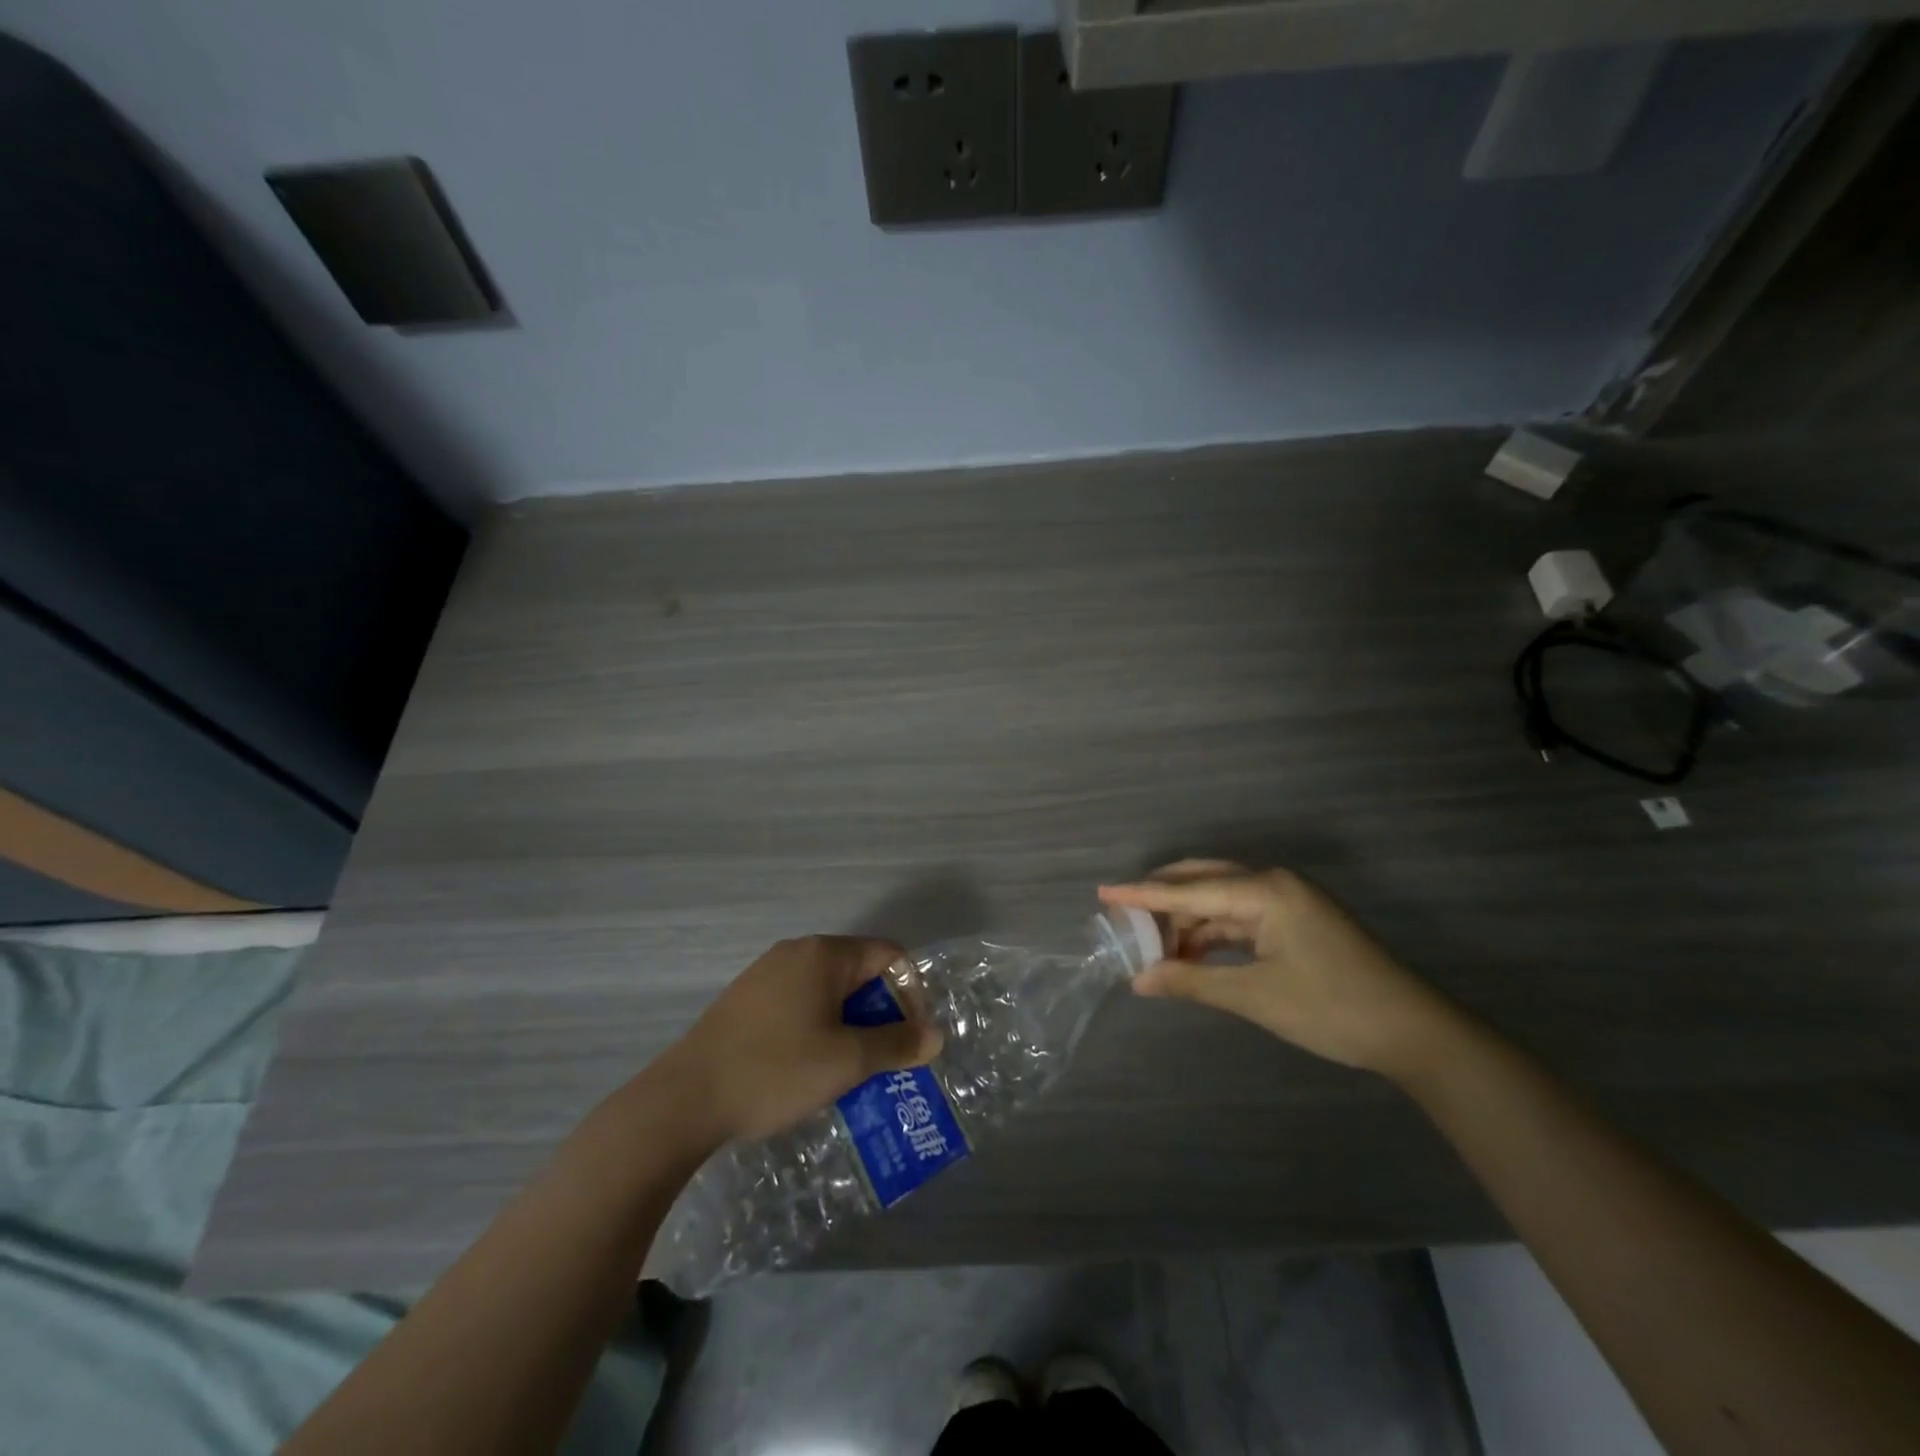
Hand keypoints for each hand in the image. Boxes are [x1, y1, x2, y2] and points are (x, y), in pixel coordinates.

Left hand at [661, 936, 943, 1143]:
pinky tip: (810, 1068)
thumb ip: (896, 1044)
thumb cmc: (776, 1070)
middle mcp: (796, 952)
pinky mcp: (745, 1000)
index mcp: (825, 954)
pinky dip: (819, 1027)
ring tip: (853, 1069)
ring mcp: (765, 974)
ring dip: (850, 1025)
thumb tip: (935, 1035)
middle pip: (859, 972)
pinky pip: (799, 1003)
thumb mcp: (847, 1061)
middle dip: (880, 1013)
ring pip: (828, 991)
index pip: (889, 955)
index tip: (911, 1039)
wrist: (684, 1100)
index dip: (910, 993)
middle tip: (886, 1059)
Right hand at [1098, 861, 1459, 1080]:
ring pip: (1220, 902)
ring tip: (1154, 949)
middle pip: (1203, 882)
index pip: (1189, 890)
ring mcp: (1287, 902)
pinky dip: (1212, 935)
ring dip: (1187, 923)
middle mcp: (1274, 884)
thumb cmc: (1332, 1008)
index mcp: (1266, 890)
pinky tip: (1190, 955)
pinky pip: (1240, 918)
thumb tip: (1139, 980)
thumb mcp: (1255, 995)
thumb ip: (1192, 982)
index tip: (1103, 893)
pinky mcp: (1295, 923)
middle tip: (1124, 918)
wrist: (1414, 1033)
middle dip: (1163, 900)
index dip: (1143, 894)